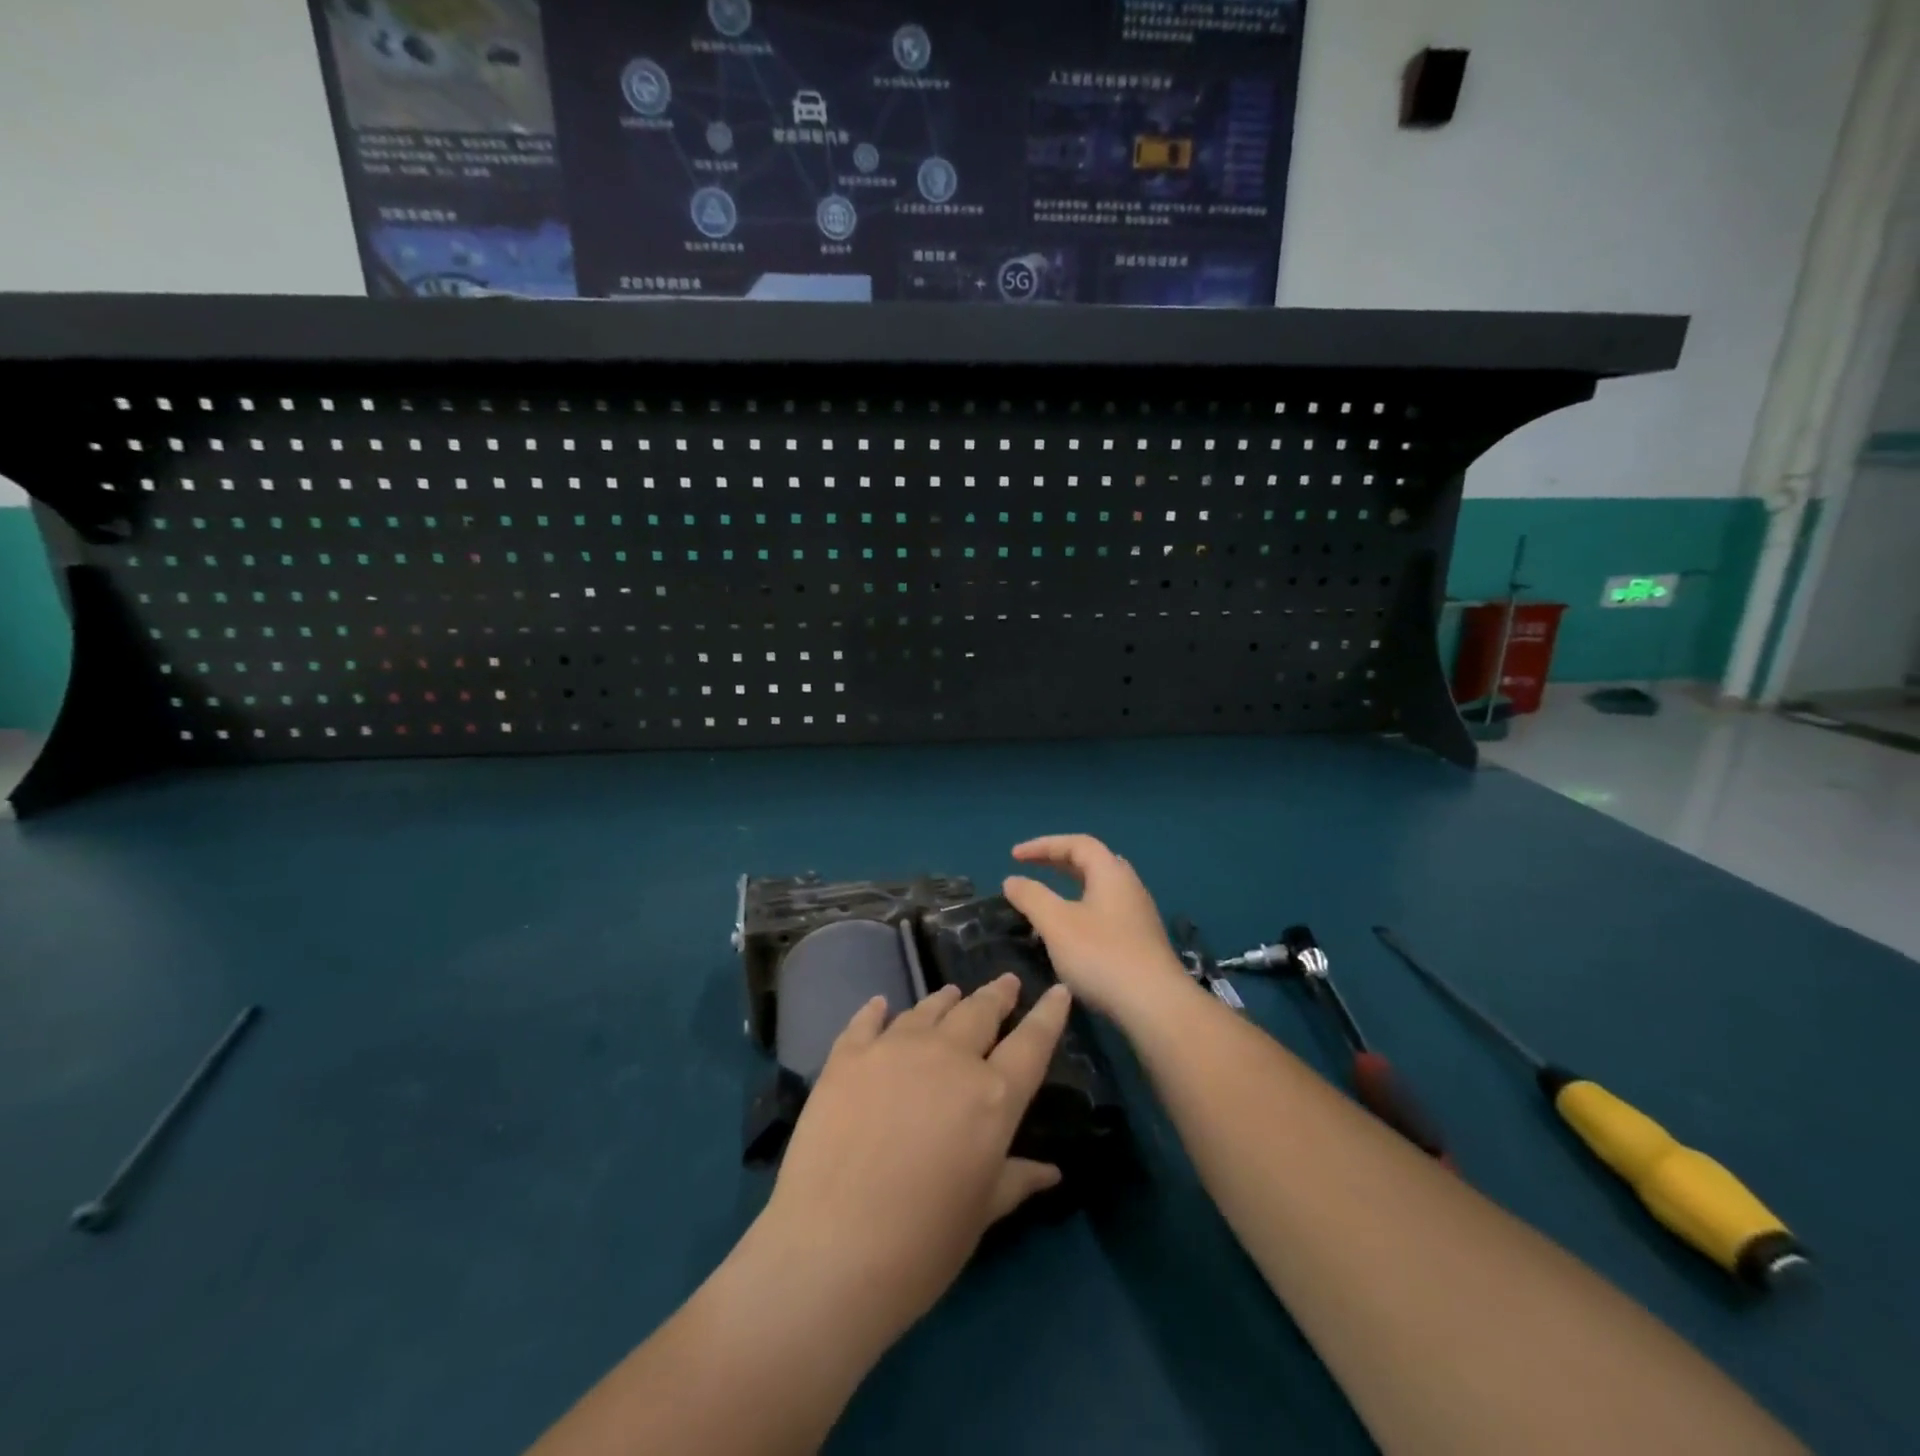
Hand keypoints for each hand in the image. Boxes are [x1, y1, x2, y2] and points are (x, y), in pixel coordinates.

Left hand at [755, 974, 1071, 1352]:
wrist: (830, 1250)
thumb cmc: (921, 1245)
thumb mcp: (980, 1214)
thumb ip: (1015, 1180)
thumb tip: (1051, 1172)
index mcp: (993, 1097)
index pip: (1032, 1043)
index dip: (1048, 1015)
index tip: (1057, 990)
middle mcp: (949, 1057)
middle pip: (980, 1012)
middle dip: (998, 995)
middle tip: (1007, 984)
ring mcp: (894, 1049)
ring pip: (929, 1009)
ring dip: (946, 1000)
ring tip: (953, 993)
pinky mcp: (848, 1056)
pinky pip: (868, 1020)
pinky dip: (878, 1010)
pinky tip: (880, 1005)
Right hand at [1003, 834, 1189, 1021]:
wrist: (1156, 1005)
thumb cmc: (1102, 955)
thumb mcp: (1056, 923)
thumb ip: (1032, 897)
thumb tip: (1012, 880)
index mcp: (1111, 873)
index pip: (1076, 843)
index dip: (1043, 845)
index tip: (1014, 856)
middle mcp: (1128, 886)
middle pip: (1091, 862)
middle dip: (1057, 862)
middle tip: (1030, 868)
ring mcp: (1138, 914)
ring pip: (1099, 889)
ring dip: (1069, 888)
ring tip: (1046, 901)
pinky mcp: (1141, 940)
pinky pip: (1105, 911)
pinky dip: (1081, 910)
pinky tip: (1069, 933)